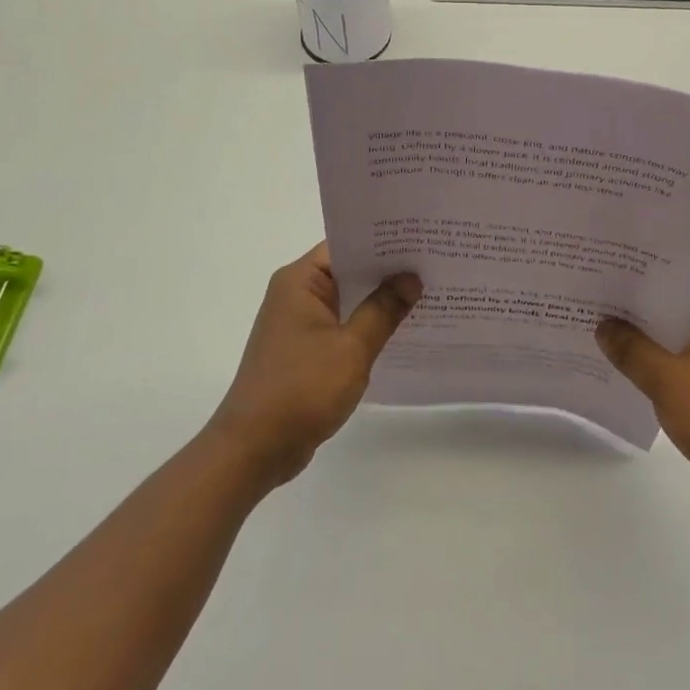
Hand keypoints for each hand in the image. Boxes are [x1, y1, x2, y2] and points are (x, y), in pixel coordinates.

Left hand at [205, 242, 420, 488]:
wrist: (254, 448)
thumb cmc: (301, 389)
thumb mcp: (351, 348)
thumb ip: (383, 310)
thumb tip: (411, 278)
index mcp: (300, 281)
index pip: (346, 245)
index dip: (384, 242)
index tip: (422, 241)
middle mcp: (296, 294)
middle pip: (348, 271)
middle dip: (388, 272)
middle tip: (435, 265)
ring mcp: (299, 324)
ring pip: (348, 301)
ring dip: (380, 302)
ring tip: (428, 294)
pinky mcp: (304, 350)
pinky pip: (342, 326)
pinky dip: (367, 327)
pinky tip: (401, 332)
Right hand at [596, 296, 689, 518]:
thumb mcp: (668, 380)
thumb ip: (631, 349)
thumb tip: (603, 325)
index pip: (666, 282)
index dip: (628, 280)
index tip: (593, 276)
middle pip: (664, 310)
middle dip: (627, 313)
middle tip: (582, 303)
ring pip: (668, 340)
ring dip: (638, 343)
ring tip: (591, 334)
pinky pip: (675, 365)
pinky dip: (651, 368)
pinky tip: (619, 370)